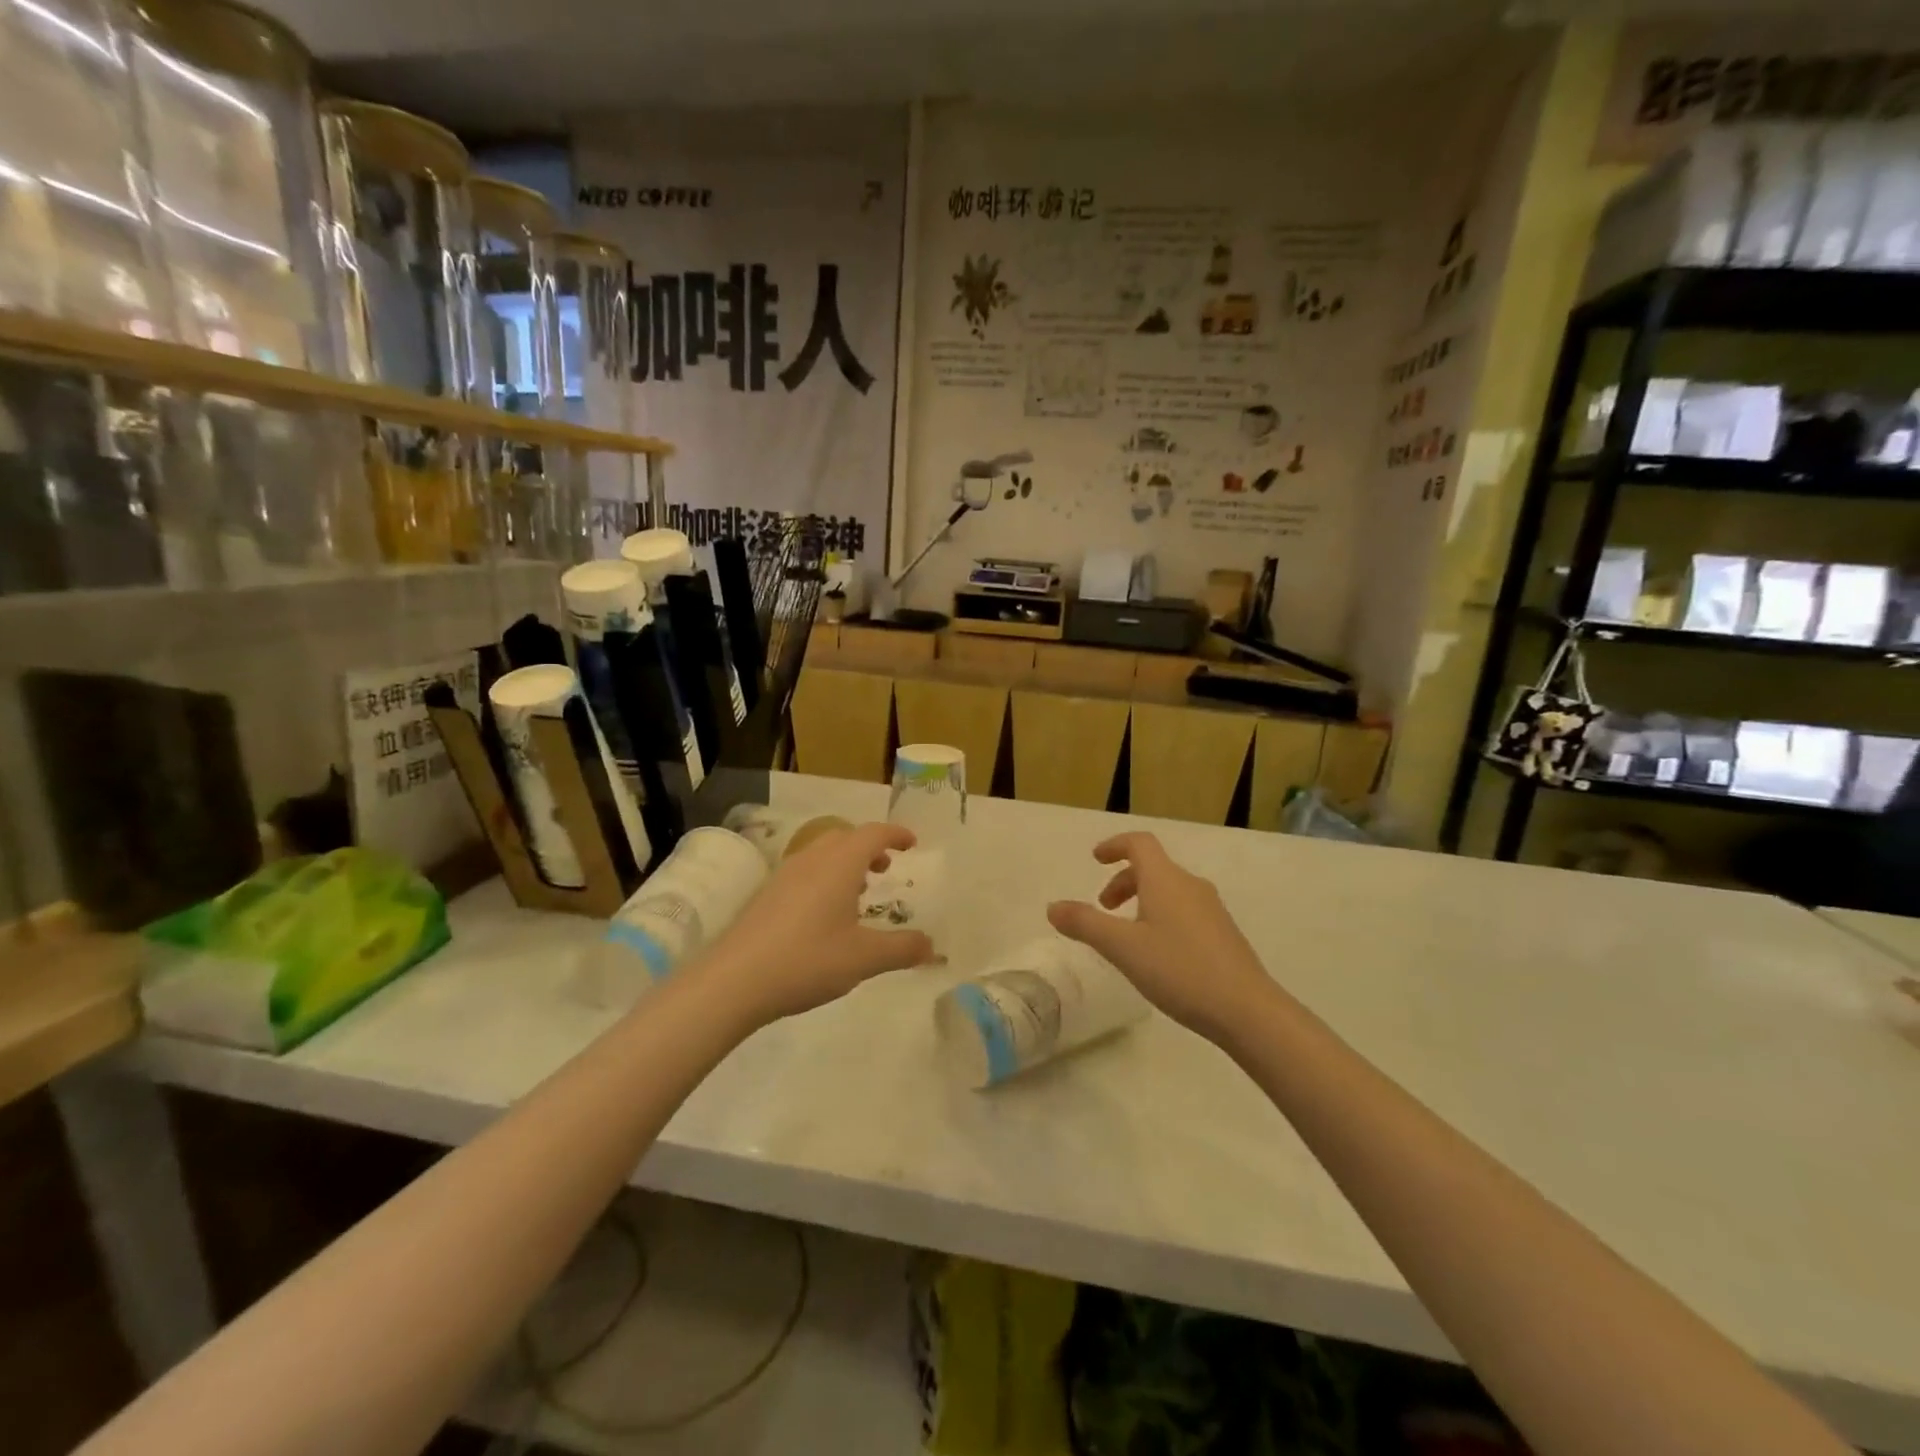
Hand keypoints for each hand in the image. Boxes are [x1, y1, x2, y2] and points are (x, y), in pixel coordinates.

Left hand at [699, 821, 934, 1025]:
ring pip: (822, 854)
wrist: (734, 981)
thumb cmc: (807, 959)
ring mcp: (784, 875)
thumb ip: (902, 949)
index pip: (873, 833)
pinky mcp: (766, 895)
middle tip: (886, 869)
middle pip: (844, 837)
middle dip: (869, 847)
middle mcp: (812, 860)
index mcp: (839, 864)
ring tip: (858, 893)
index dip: (896, 834)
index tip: (913, 843)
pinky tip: (825, 915)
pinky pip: (805, 872)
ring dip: (845, 863)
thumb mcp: (864, 958)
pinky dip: (825, 878)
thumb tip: (932, 946)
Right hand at [1046, 832, 1276, 1041]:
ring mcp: (1211, 910)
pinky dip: (1160, 916)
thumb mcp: (1122, 948)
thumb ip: (1085, 924)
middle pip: (1152, 868)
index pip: (1139, 843)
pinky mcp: (1223, 934)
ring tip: (1126, 935)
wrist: (1247, 1010)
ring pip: (1168, 891)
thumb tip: (1053, 906)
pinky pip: (1183, 910)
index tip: (1095, 859)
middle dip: (1123, 881)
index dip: (1114, 845)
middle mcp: (1190, 885)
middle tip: (1103, 908)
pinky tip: (1157, 954)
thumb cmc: (1179, 970)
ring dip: (1141, 900)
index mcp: (1166, 880)